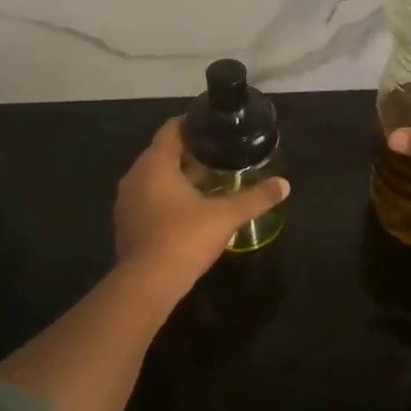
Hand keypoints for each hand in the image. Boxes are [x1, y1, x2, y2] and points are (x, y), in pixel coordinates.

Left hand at [115, 118, 290, 287]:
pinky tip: (189, 210)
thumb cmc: (184, 239)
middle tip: (220, 157)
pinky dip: (167, 197)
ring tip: (208, 182)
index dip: (193, 124)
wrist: (146, 285)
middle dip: (190, 153)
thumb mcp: (225, 216)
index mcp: (154, 164)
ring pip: (154, 178)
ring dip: (178, 178)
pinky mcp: (126, 223)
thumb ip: (255, 198)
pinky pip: (148, 199)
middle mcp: (134, 176)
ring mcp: (126, 201)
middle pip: (163, 153)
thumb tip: (284, 185)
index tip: (215, 128)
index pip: (171, 129)